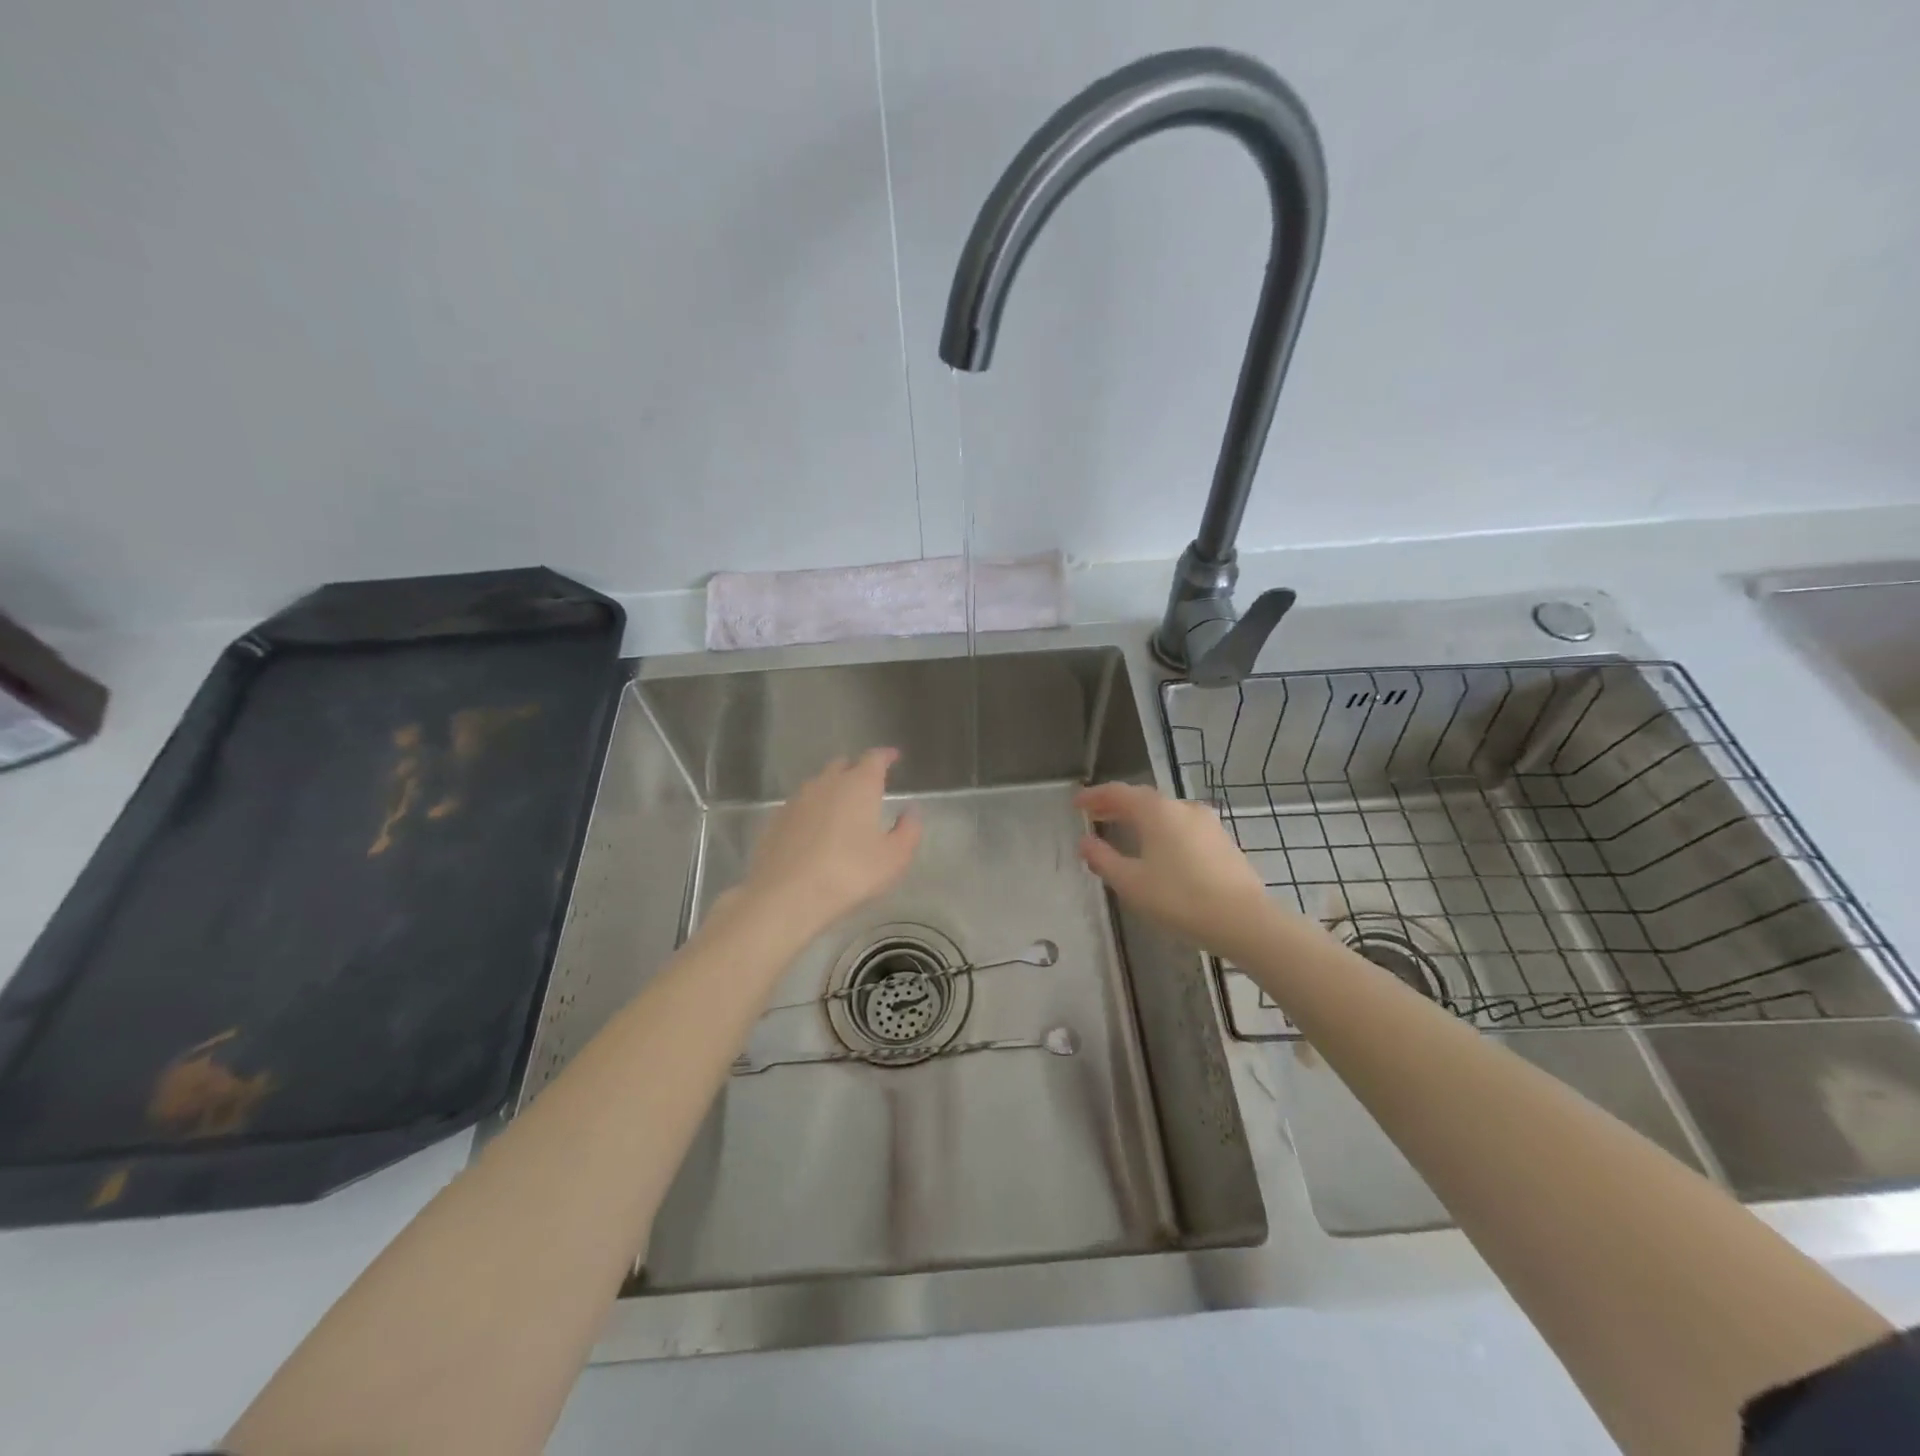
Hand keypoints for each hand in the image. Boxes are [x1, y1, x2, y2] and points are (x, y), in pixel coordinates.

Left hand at [739, 748, 921, 938]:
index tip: (894, 757)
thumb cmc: (849, 873)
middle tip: (867, 784)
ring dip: (832, 789)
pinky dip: (811, 811)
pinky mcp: (776, 820)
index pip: (874, 758)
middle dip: (856, 770)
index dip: (886, 756)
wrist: (786, 895)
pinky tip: (814, 831)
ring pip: (818, 784)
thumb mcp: (894, 857)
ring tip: (841, 808)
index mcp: (859, 785)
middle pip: (842, 765)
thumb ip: (908, 830)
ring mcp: (797, 800)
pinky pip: (800, 806)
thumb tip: (911, 811)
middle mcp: (826, 783)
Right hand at [1075, 782, 1281, 954]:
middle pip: (1142, 799)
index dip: (1094, 796)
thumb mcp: (1131, 882)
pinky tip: (1157, 850)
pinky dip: (1161, 830)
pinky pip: (1182, 827)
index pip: (1118, 792)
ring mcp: (1207, 823)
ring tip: (1123, 832)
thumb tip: (1085, 842)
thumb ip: (1103, 859)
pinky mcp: (1222, 841)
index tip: (1077, 803)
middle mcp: (1182, 807)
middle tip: (1094, 815)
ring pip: (1165, 813)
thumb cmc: (1180, 899)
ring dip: (1140, 818)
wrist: (1244, 921)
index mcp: (1157, 810)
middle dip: (1116, 806)